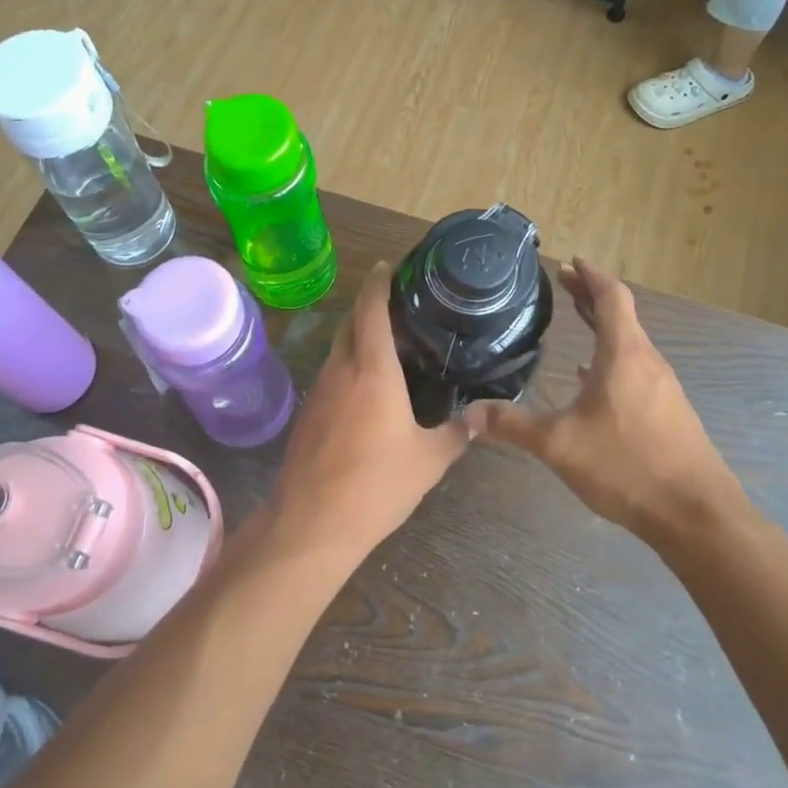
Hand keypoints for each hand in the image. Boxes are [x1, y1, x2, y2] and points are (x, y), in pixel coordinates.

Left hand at [269, 262, 468, 562]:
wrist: (311, 523)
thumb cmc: (376, 485)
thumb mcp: (428, 461)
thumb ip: (456, 434)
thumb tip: (478, 420)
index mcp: (372, 369)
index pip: (372, 309)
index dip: (380, 282)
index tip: (390, 265)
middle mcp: (341, 370)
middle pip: (351, 322)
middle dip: (370, 305)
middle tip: (401, 304)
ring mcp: (319, 391)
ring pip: (339, 348)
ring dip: (359, 336)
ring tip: (391, 342)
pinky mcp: (309, 414)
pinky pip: (332, 374)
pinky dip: (350, 364)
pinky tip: (369, 386)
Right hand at [467, 261, 737, 542]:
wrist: (695, 514)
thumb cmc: (627, 466)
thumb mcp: (559, 445)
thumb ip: (513, 425)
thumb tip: (468, 413)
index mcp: (624, 354)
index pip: (611, 297)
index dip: (590, 275)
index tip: (570, 262)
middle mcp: (647, 361)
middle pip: (621, 315)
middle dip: (591, 296)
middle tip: (563, 284)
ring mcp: (662, 387)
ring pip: (630, 341)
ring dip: (603, 325)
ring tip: (576, 320)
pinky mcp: (669, 411)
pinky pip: (636, 366)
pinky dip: (612, 355)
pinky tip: (593, 376)